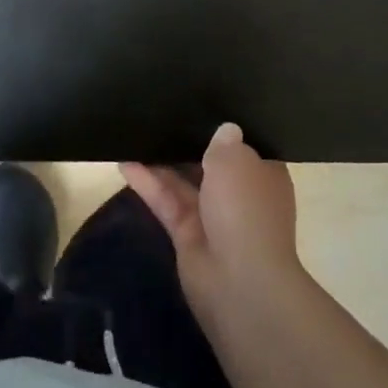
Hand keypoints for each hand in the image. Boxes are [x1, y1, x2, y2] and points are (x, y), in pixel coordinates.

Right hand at [122, 123, 300, 324]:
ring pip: (183, 181)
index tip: (204, 102)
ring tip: (135, 130)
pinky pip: (166, 201)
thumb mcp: (236, 161)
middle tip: (161, 109)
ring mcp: (213, 217)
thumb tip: (224, 129)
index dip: (226, 127)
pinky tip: (124, 162)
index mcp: (263, 176)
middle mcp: (240, 194)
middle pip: (211, 162)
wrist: (240, 285)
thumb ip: (222, 141)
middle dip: (189, 141)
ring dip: (162, 160)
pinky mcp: (187, 235)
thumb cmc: (246, 211)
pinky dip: (147, 184)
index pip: (246, 146)